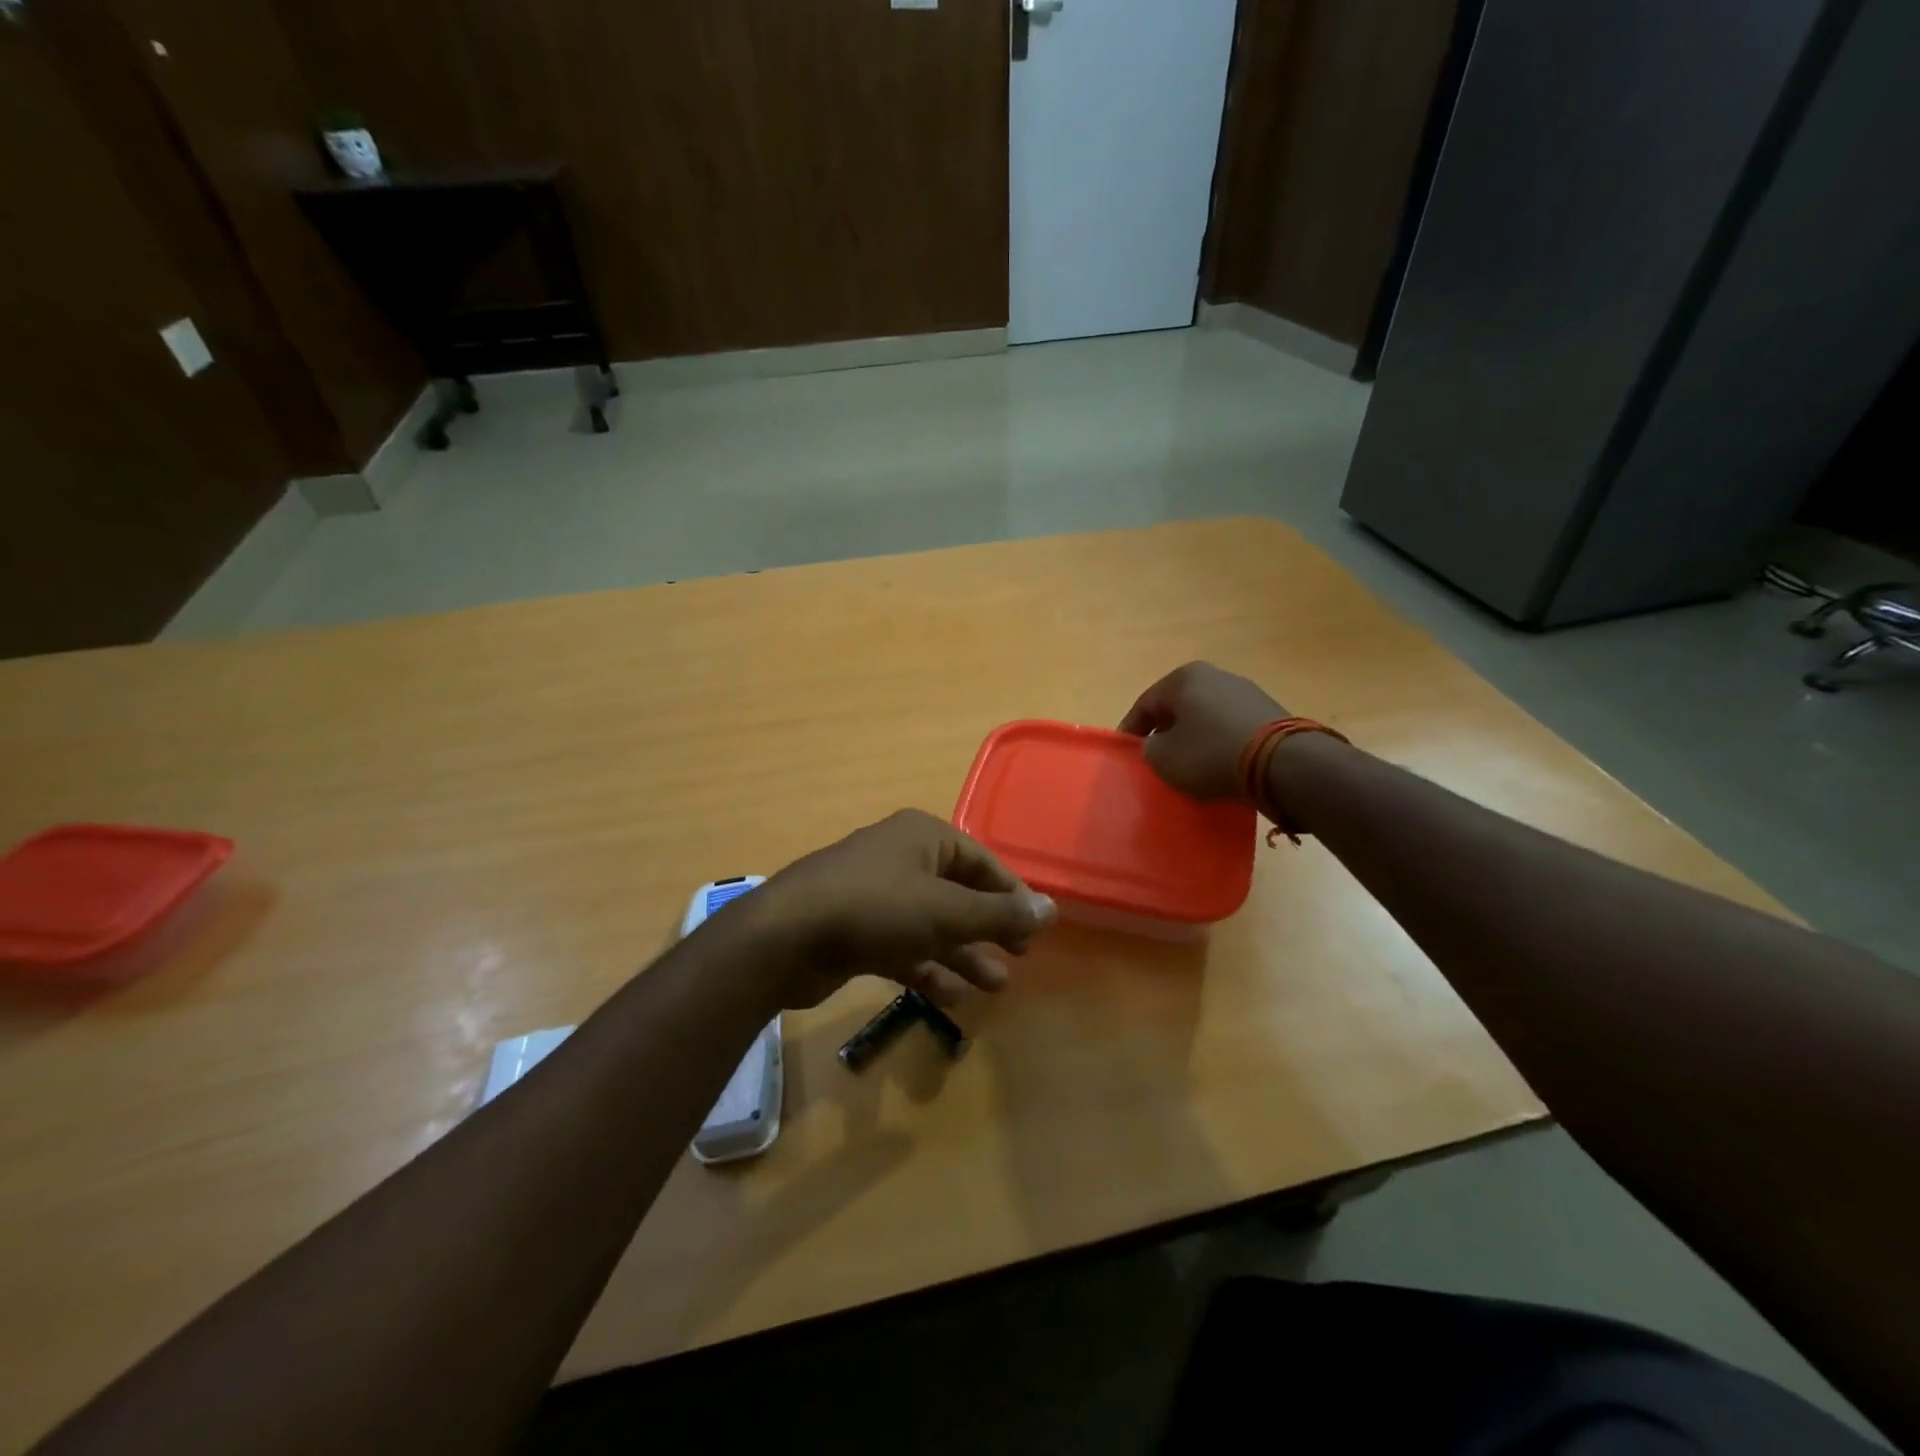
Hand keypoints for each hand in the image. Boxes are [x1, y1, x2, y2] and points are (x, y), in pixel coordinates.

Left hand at [736, 809, 1055, 1009]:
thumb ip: (1000, 913)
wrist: (786, 938)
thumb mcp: (946, 912)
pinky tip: (952, 997)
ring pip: (933, 924)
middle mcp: (902, 858)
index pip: (982, 862)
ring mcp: (876, 894)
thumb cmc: (876, 909)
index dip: (1012, 896)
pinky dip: (928, 968)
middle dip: (988, 928)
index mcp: (924, 837)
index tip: (1034, 931)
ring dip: (963, 954)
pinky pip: (905, 946)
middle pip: (958, 893)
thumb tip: (1052, 908)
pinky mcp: (858, 930)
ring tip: (995, 987)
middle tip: (1018, 958)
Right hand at [1118, 662, 1288, 800]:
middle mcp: (1215, 675)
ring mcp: (1246, 692)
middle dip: (1165, 732)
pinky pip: (1231, 728)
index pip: (1145, 704)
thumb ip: (1149, 748)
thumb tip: (1157, 745)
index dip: (1131, 731)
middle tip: (1156, 759)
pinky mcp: (1269, 713)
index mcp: (1184, 678)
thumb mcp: (1164, 758)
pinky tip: (1219, 765)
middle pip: (1178, 708)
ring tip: (1188, 766)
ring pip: (1206, 717)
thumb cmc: (1210, 754)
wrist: (1282, 764)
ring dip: (1194, 738)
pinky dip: (1220, 744)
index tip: (1126, 753)